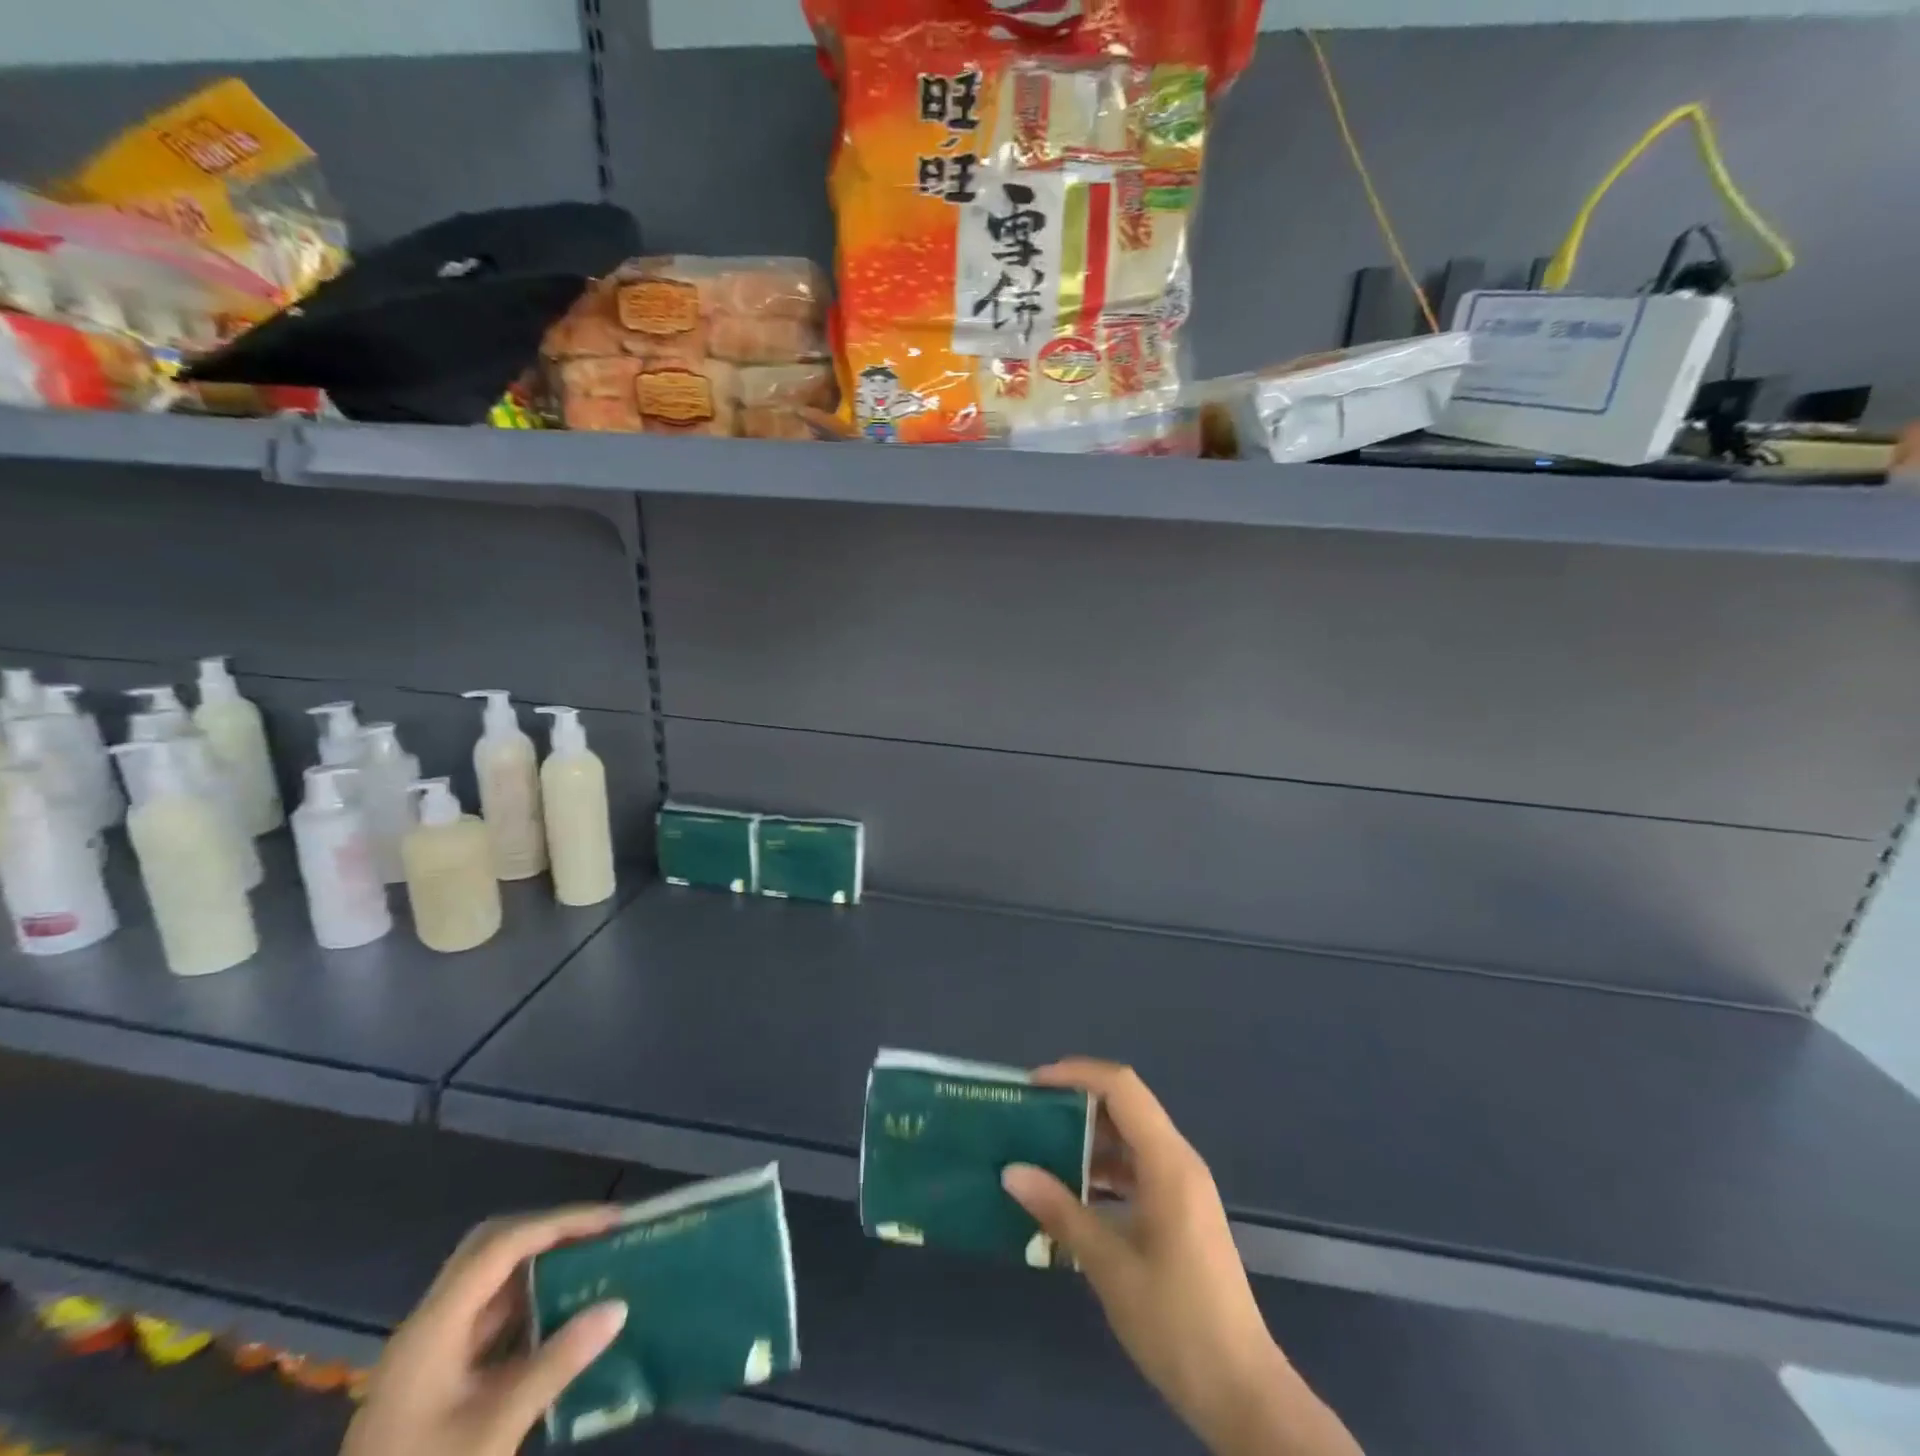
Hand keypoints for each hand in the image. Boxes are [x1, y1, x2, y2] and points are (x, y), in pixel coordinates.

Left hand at [343, 1205, 630, 1455]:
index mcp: (433, 1327)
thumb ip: (557, 1363)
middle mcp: (428, 1326)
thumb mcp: (494, 1430)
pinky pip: (489, 1318)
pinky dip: (530, 1303)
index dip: (561, 1223)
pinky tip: (564, 1314)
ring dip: (541, 1265)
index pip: (504, 1245)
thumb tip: (619, 1306)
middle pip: (492, 1249)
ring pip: (490, 1282)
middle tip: (602, 1233)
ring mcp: (428, 1354)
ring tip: (594, 1262)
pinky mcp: (436, 1381)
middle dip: (550, 1232)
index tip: (612, 1220)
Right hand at [1003, 1061, 1362, 1455]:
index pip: (1121, 1087)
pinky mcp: (1181, 1211)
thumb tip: (1011, 1171)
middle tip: (1030, 1117)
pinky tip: (1072, 1195)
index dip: (1076, 1074)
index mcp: (1168, 1163)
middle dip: (1077, 1103)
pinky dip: (1104, 1170)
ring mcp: (1183, 1187)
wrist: (1242, 1392)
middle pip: (1126, 1106)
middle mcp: (1179, 1162)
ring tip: (1041, 1152)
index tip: (1033, 1086)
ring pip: (1131, 1138)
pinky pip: (1138, 1168)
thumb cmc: (1177, 1323)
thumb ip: (1060, 1212)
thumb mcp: (1110, 1267)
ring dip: (1089, 1139)